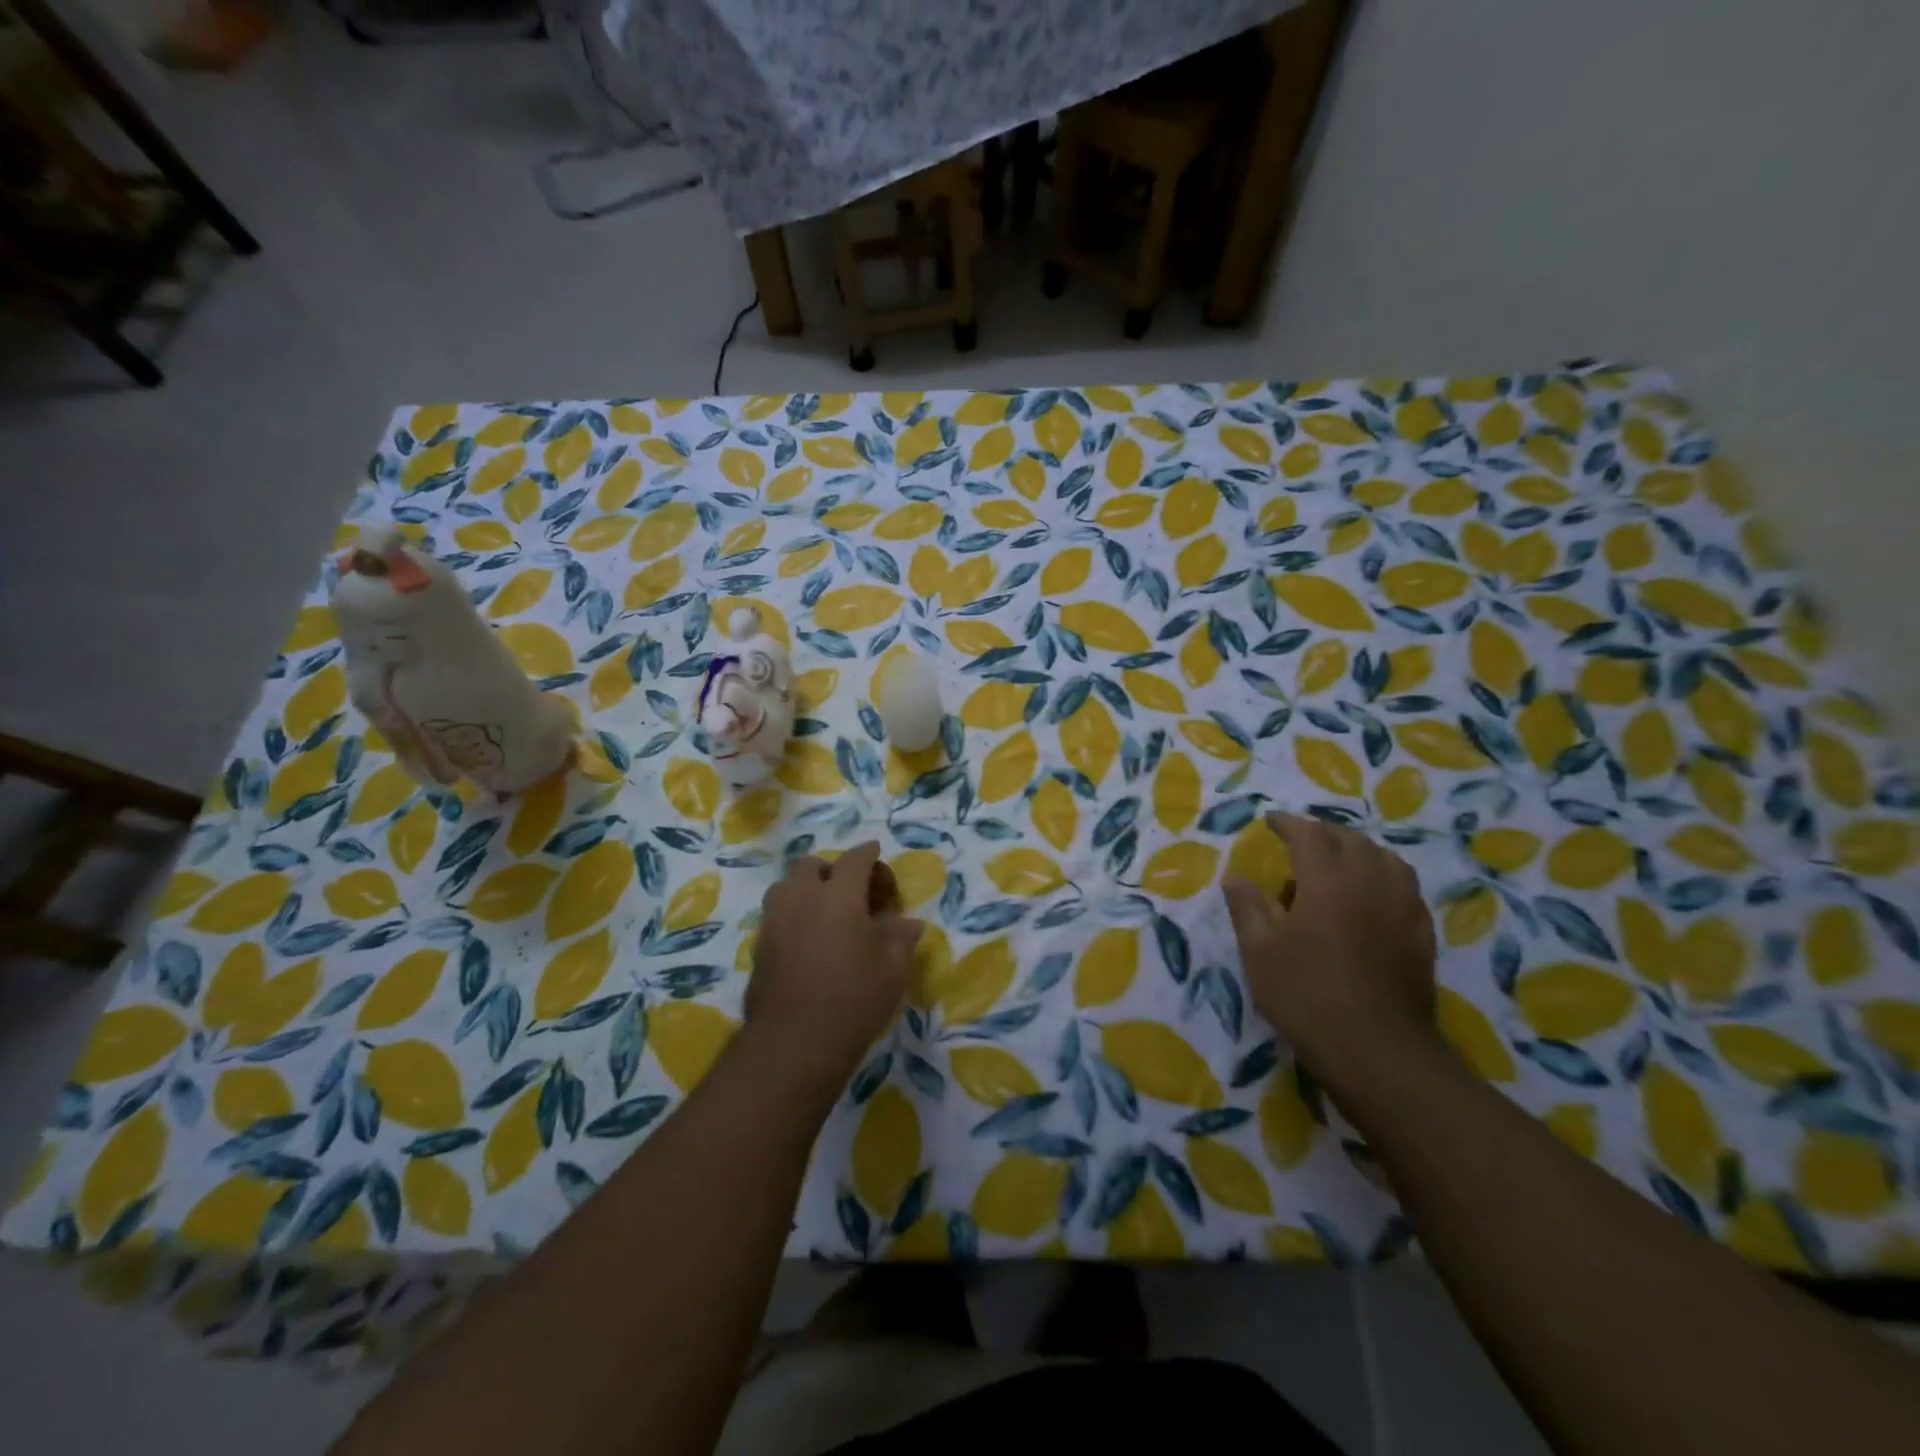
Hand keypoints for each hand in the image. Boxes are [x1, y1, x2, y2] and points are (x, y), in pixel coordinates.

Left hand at [744, 842, 924, 1096]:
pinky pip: (776, 915)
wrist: (794, 1042)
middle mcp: (802, 898)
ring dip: (805, 889)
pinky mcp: (759, 947)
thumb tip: (909, 922)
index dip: (868, 853)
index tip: (876, 852)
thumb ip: (901, 936)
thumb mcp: (893, 967)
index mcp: (839, 895)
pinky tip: (808, 940)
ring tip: (824, 912)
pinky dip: (792, 915)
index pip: (855, 859)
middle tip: (850, 891)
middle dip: (831, 869)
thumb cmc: (854, 997)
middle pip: (811, 866)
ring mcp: (775, 921)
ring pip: (786, 887)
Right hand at [1224, 813, 1438, 1093]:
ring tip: (1340, 863)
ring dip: (1360, 851)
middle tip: (1302, 841)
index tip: (1270, 821)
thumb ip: (1247, 907)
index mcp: (1327, 879)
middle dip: (1324, 833)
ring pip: (1386, 860)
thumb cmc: (1306, 994)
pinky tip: (1373, 897)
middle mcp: (1369, 882)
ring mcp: (1402, 908)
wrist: (1375, 1049)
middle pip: (1351, 841)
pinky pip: (1405, 888)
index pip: (1308, 834)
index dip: (1288, 824)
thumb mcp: (1259, 951)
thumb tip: (1235, 877)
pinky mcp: (1421, 935)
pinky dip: (1385, 878)